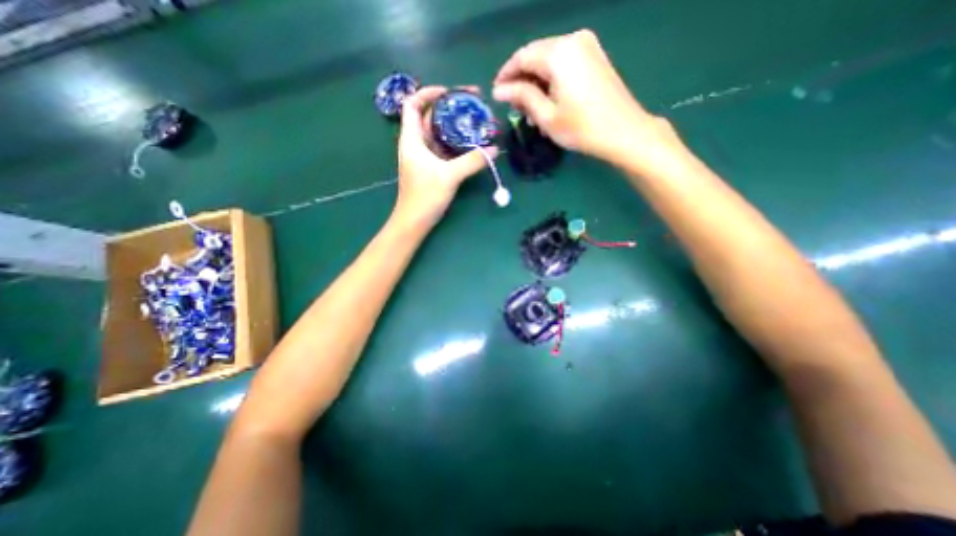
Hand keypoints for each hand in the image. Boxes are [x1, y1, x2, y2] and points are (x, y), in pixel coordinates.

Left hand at [395, 86, 499, 229]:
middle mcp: (416, 144)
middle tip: (473, 106)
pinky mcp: (431, 168)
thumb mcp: (449, 176)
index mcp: (412, 139)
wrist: (414, 221)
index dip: (429, 93)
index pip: (413, 104)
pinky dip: (456, 144)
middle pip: (430, 117)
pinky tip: (470, 145)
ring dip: (455, 127)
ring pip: (439, 134)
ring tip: (475, 123)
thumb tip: (494, 149)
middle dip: (450, 108)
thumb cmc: (425, 196)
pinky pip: (444, 149)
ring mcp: (424, 157)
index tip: (451, 93)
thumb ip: (472, 161)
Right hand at [497, 27, 682, 168]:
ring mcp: (587, 47)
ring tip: (530, 112)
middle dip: (521, 81)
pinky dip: (551, 82)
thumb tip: (500, 90)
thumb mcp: (546, 115)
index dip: (506, 75)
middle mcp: (573, 40)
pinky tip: (547, 103)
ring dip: (536, 84)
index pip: (522, 57)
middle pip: (536, 56)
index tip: (496, 94)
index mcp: (559, 53)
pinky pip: (563, 64)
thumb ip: (522, 97)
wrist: (623, 132)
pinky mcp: (594, 58)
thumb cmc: (581, 128)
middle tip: (514, 107)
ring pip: (549, 61)